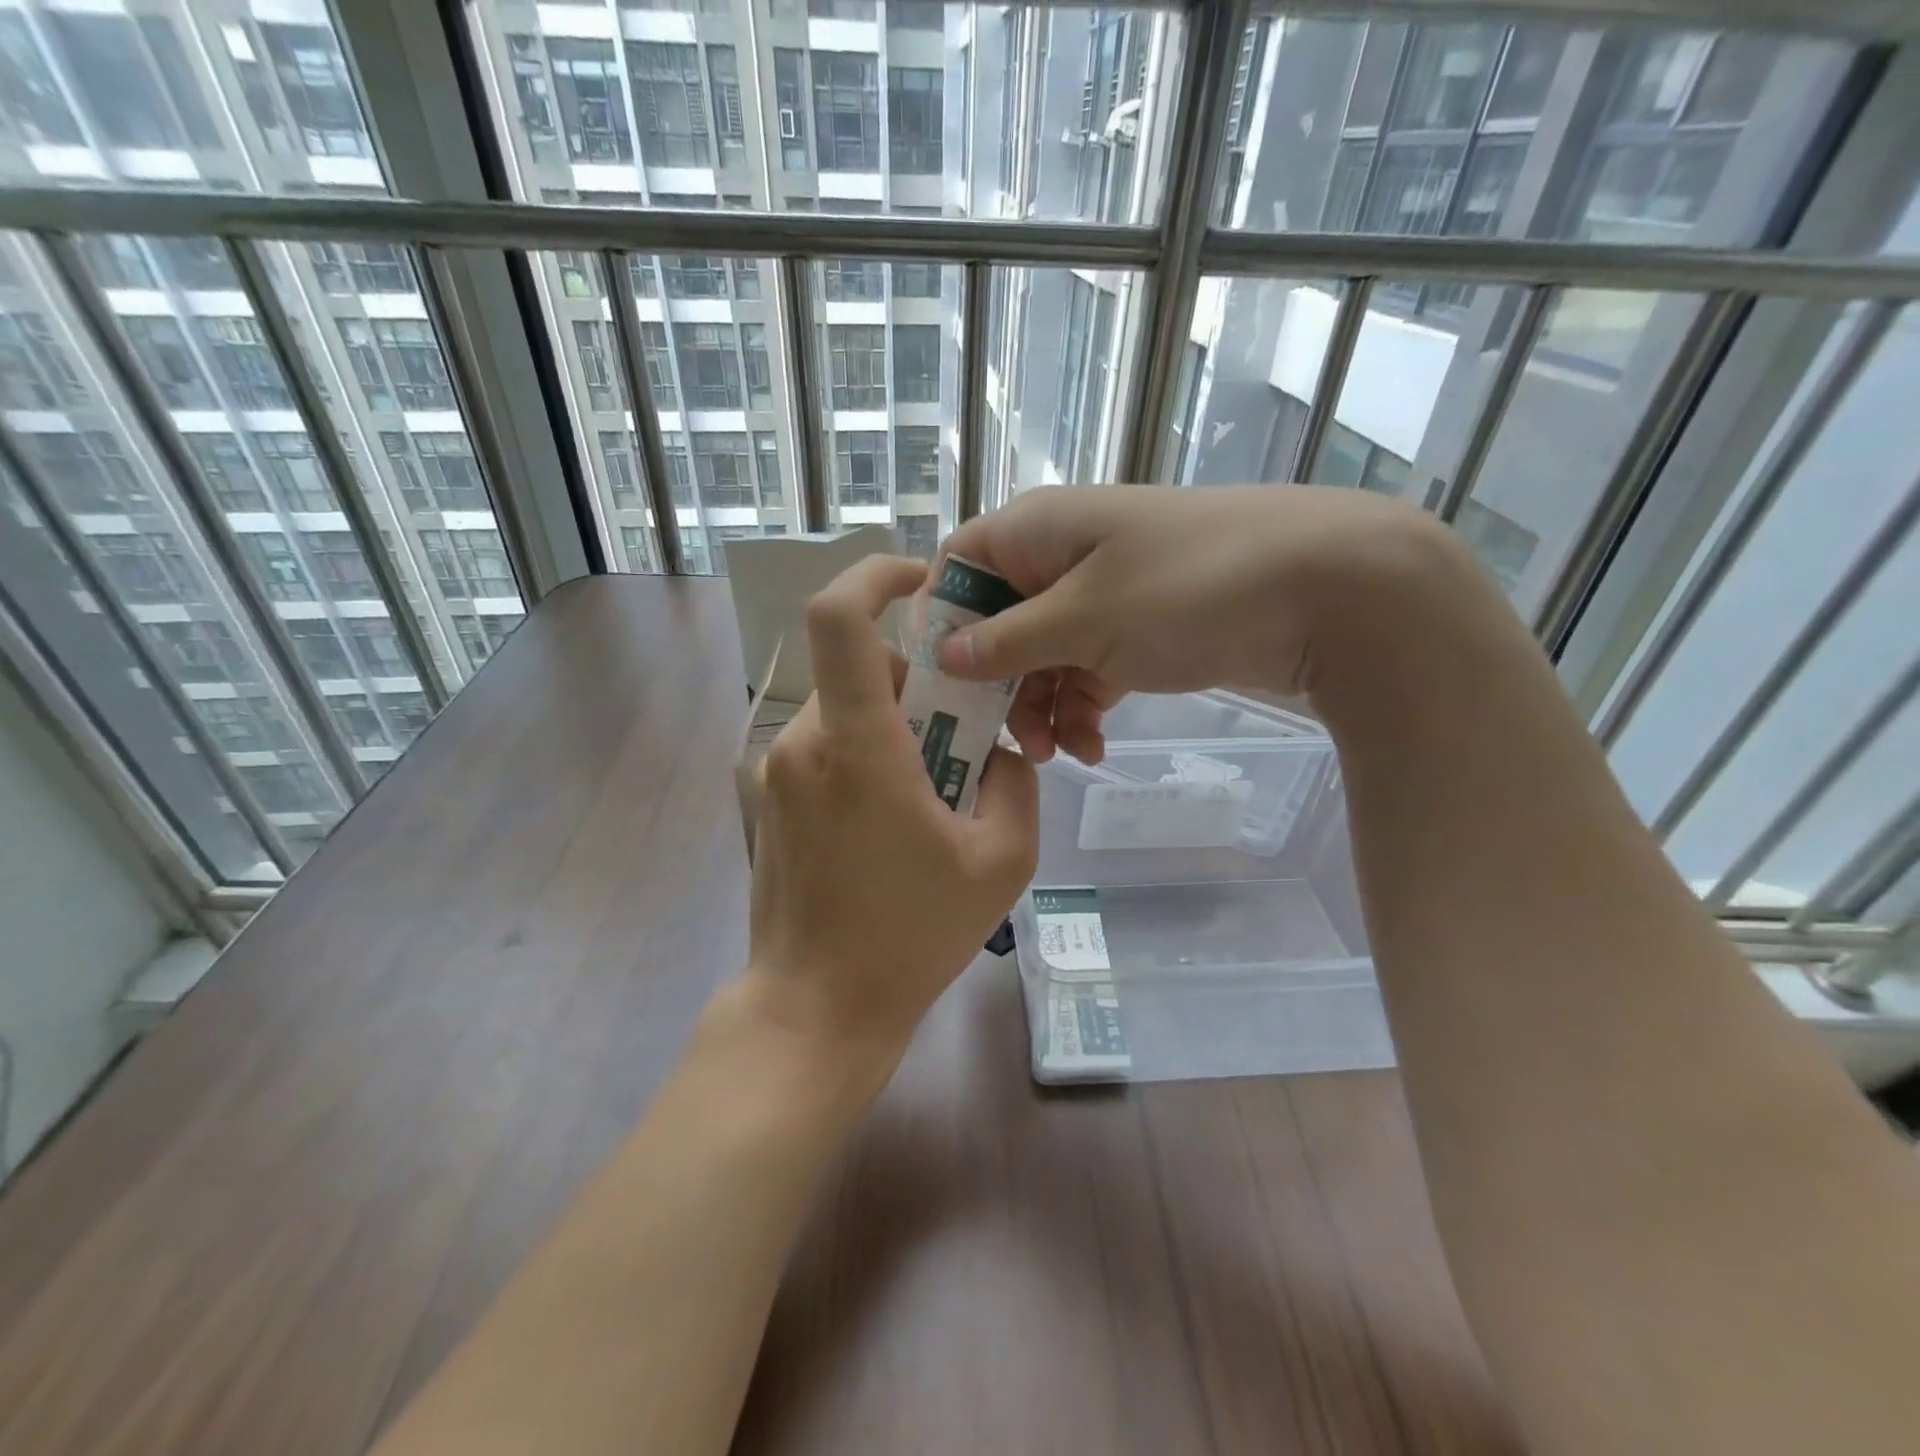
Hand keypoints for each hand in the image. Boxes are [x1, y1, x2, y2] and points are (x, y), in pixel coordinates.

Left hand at [747, 554, 1038, 1059]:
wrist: (816, 1009)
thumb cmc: (910, 936)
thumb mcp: (1001, 861)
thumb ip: (1015, 784)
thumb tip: (998, 753)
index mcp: (856, 744)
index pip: (839, 618)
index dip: (876, 576)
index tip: (922, 582)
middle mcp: (805, 742)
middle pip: (862, 668)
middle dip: (920, 681)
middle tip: (967, 732)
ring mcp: (779, 772)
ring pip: (847, 709)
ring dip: (897, 724)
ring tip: (936, 791)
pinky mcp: (773, 800)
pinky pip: (829, 747)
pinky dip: (870, 754)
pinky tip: (897, 818)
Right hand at [934, 484, 1456, 762]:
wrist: (1330, 590)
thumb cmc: (1189, 589)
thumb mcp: (1085, 618)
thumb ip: (1008, 641)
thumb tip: (945, 654)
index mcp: (1039, 530)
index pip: (959, 565)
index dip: (941, 620)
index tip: (941, 680)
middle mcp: (1064, 556)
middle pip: (1000, 621)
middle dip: (999, 684)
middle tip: (1006, 738)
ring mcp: (1106, 594)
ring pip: (1044, 656)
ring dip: (1042, 707)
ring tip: (1058, 752)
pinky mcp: (1141, 630)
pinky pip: (1088, 670)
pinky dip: (1083, 708)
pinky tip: (1094, 746)